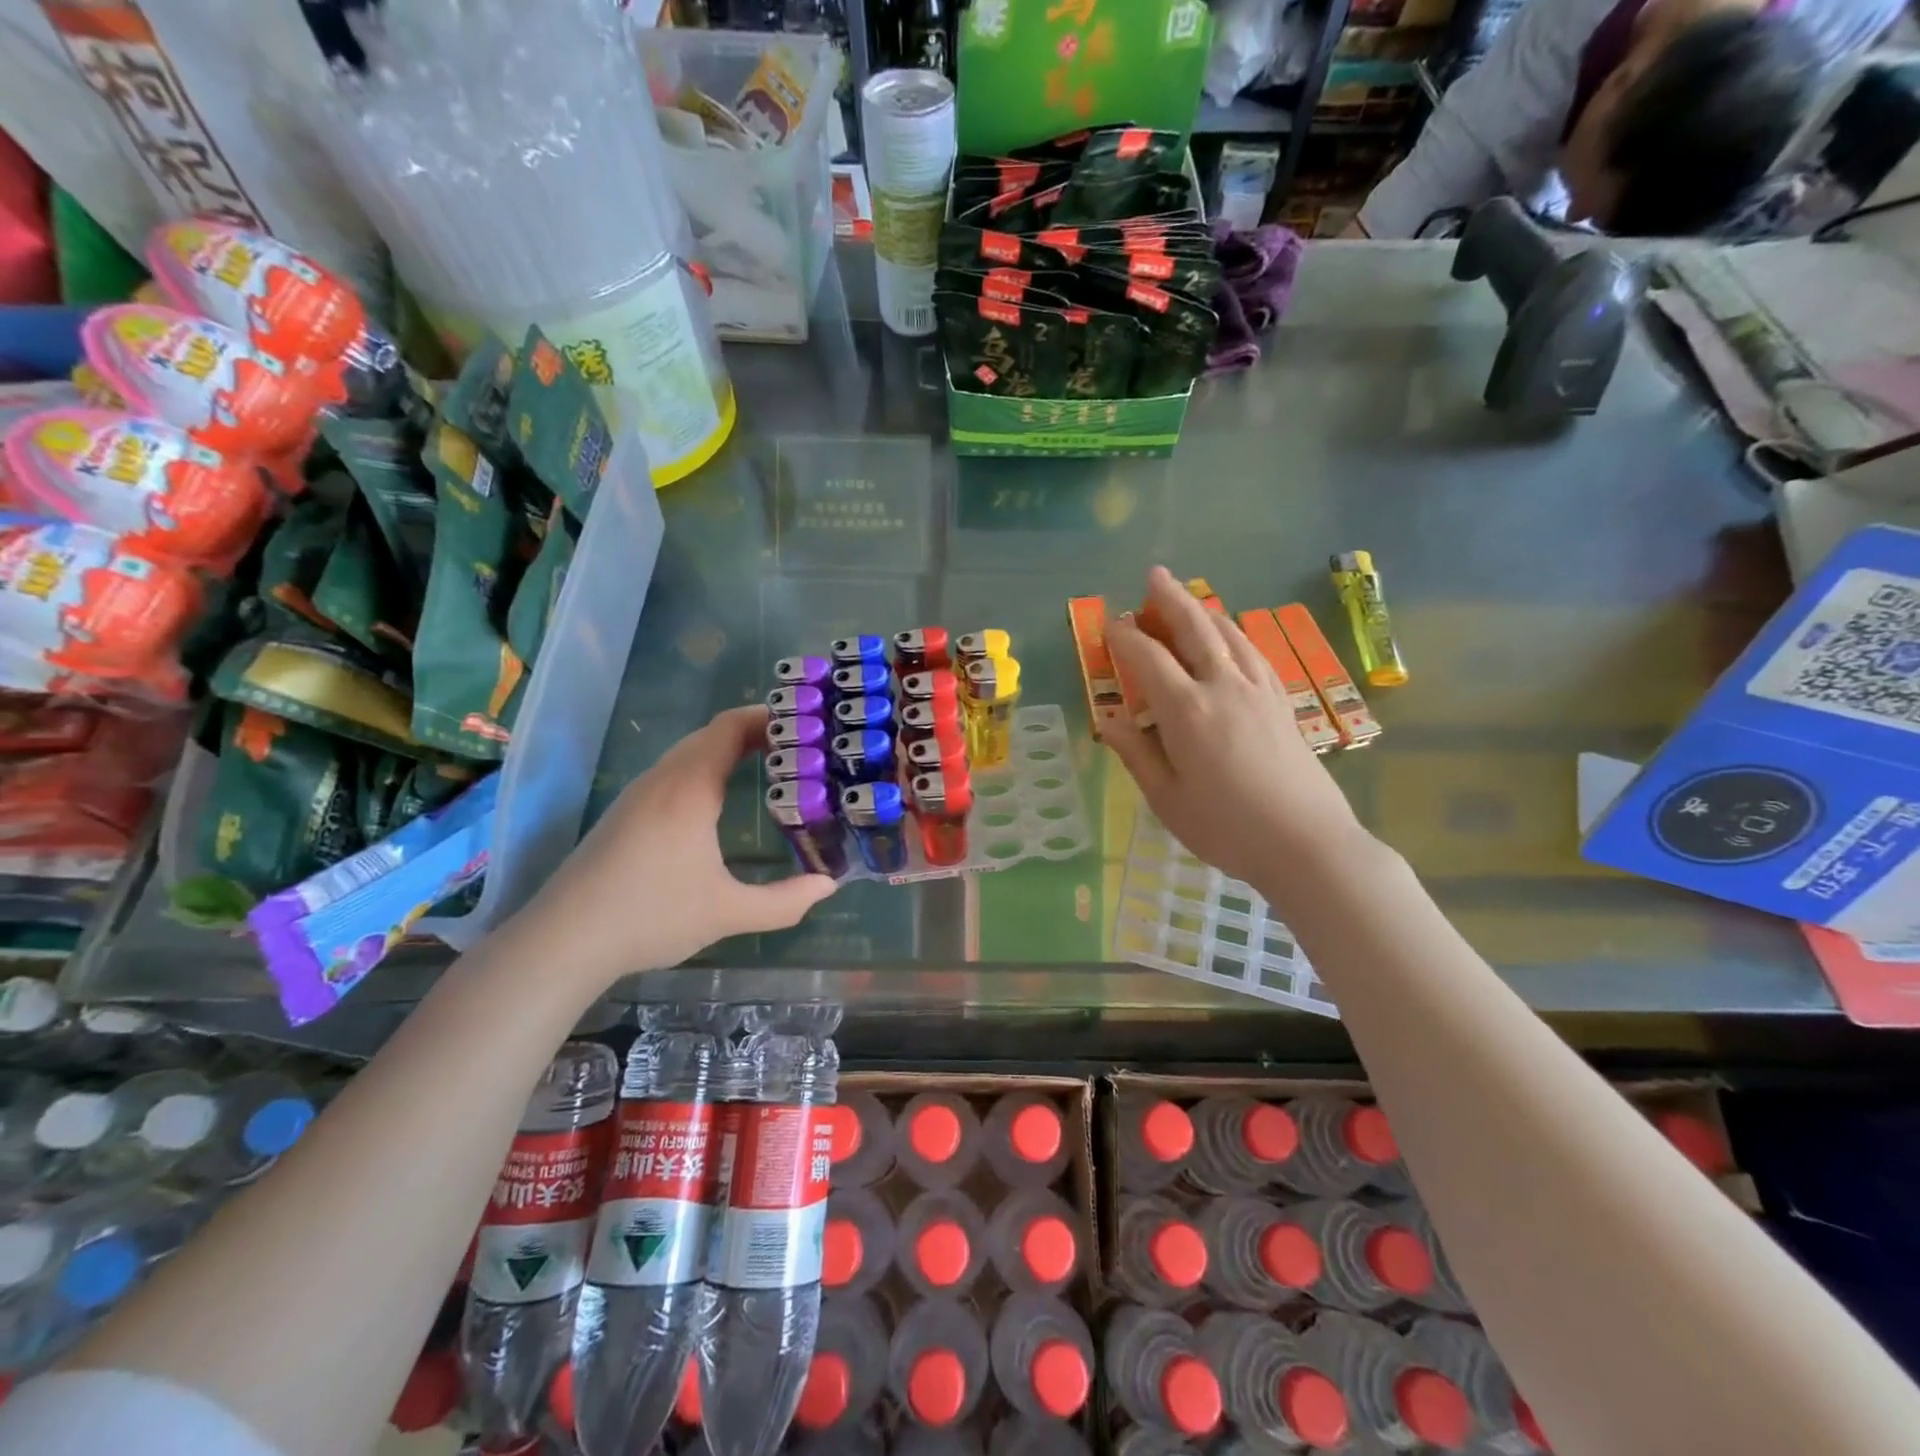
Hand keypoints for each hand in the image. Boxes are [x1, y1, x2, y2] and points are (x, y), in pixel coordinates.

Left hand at [509, 706, 835, 987]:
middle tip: (799, 746)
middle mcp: (663, 780)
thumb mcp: (728, 913)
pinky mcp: (625, 812)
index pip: (730, 727)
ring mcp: (639, 794)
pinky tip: (720, 798)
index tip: (805, 724)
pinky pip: (674, 771)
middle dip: (755, 732)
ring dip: (728, 749)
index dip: (767, 717)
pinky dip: (706, 767)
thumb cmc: (650, 916)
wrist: (563, 940)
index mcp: (689, 789)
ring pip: (689, 752)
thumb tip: (829, 886)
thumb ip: (784, 901)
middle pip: (711, 734)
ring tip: (769, 766)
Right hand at [1105, 567, 1364, 887]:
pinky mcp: (1283, 702)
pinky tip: (1232, 637)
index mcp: (1187, 711)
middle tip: (1153, 576)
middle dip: (1171, 599)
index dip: (1125, 637)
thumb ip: (1136, 753)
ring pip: (1230, 634)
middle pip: (1196, 627)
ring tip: (1190, 598)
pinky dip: (1235, 634)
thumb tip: (1110, 720)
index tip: (1110, 625)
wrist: (1307, 844)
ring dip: (1206, 610)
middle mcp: (1224, 687)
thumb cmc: (1226, 828)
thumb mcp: (1166, 799)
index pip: (1149, 658)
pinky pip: (1255, 652)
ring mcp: (1260, 691)